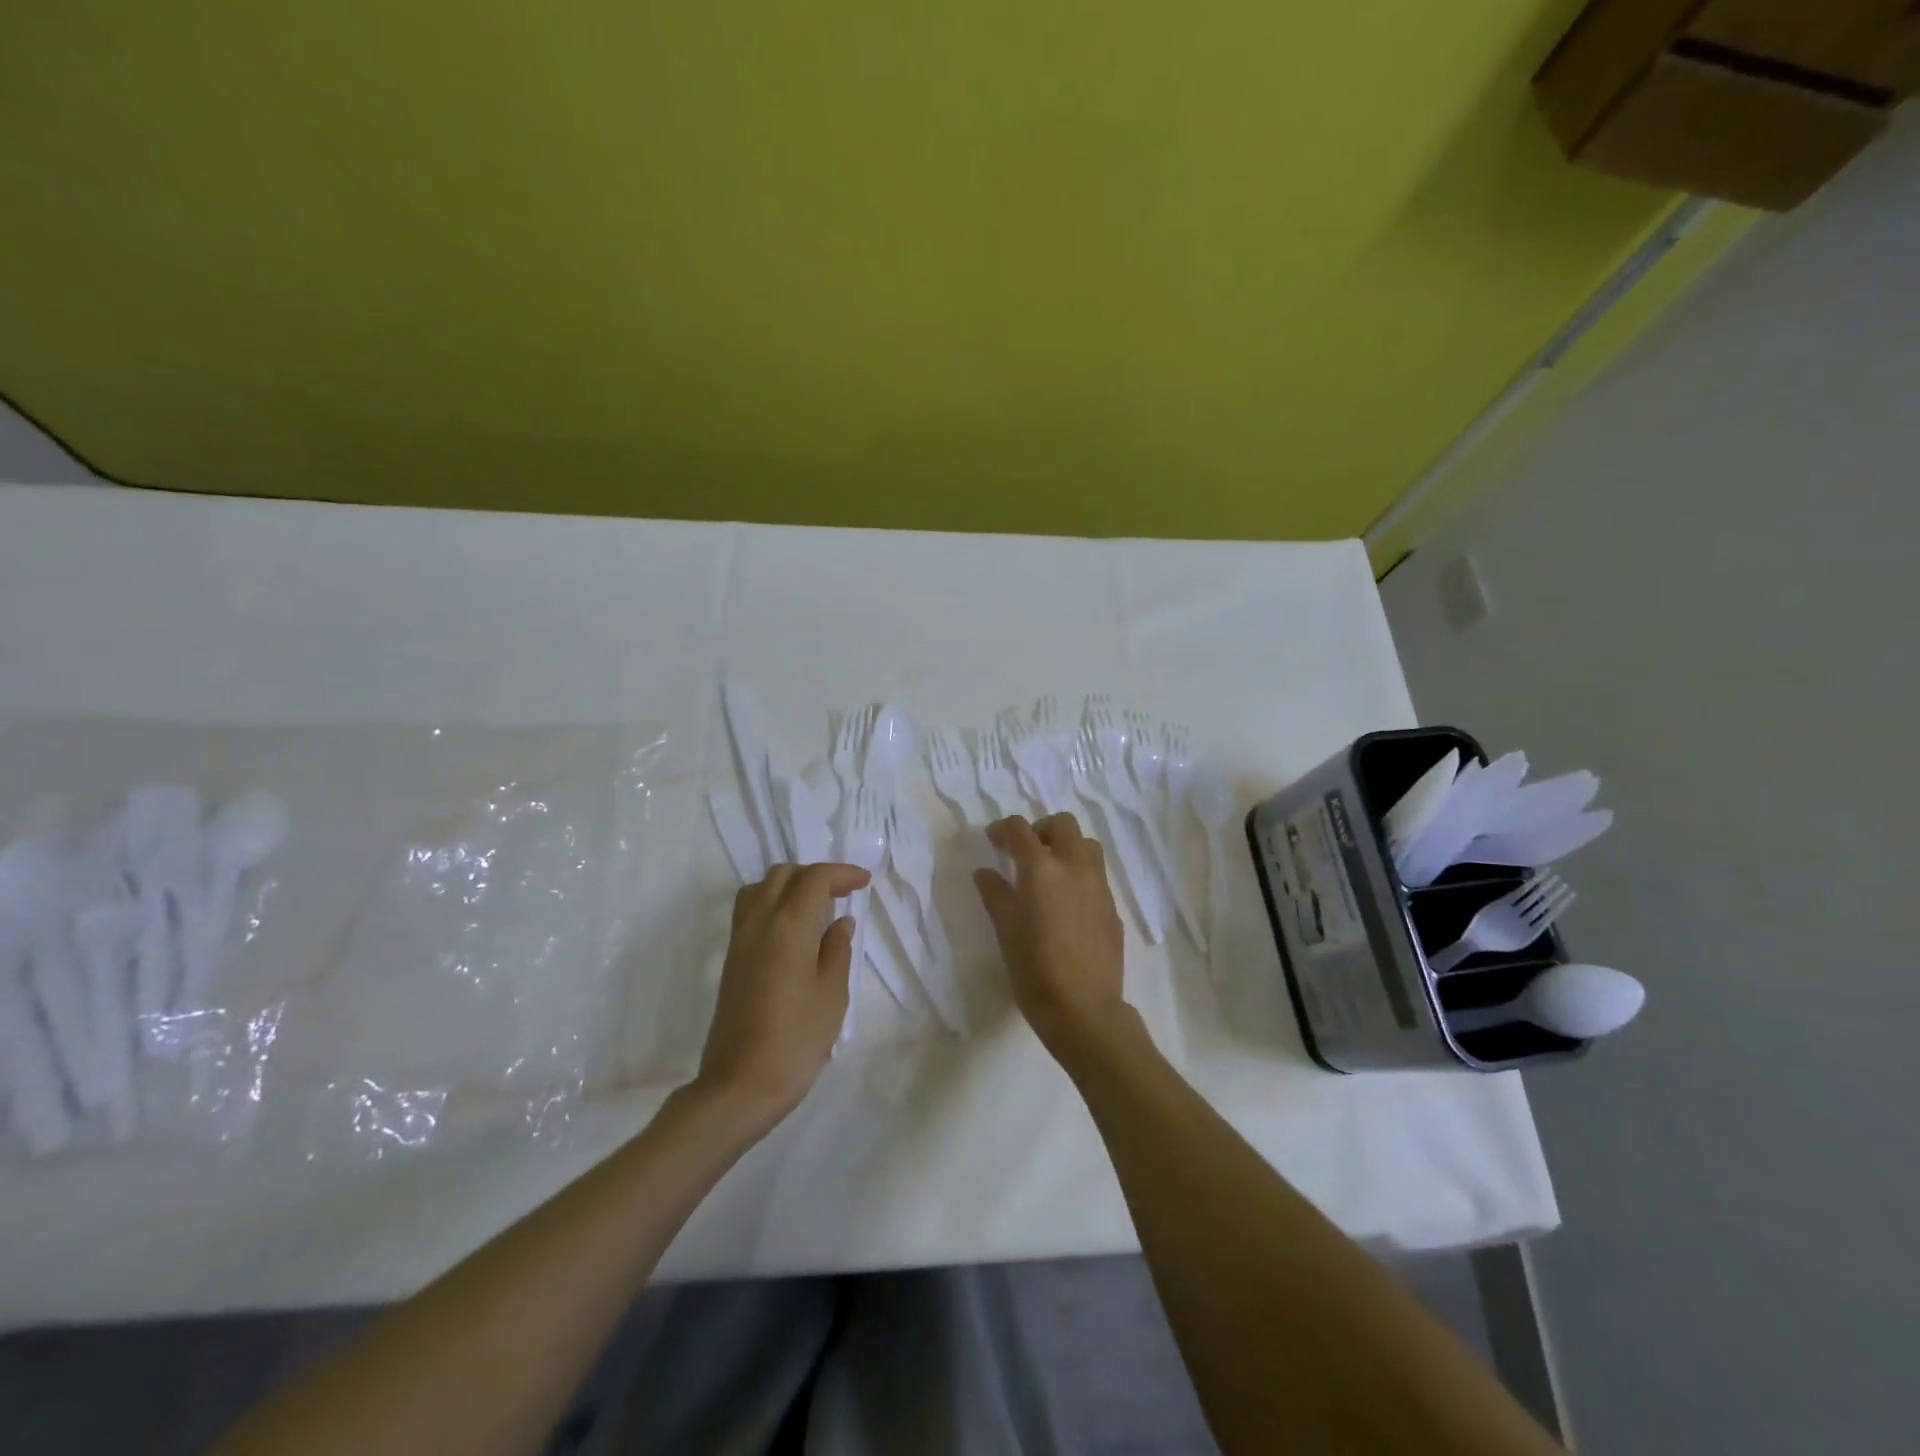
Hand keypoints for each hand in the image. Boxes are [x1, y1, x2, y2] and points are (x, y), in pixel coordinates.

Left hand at [697, 862, 869, 1122]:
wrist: (740, 1084)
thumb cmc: (796, 1039)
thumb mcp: (832, 994)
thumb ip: (837, 950)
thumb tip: (840, 922)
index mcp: (789, 926)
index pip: (815, 878)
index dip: (842, 873)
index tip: (864, 882)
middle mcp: (759, 922)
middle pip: (784, 874)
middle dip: (815, 875)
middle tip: (843, 893)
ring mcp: (739, 940)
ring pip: (761, 888)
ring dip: (790, 885)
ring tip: (816, 907)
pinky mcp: (730, 959)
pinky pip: (749, 910)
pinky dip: (773, 902)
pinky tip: (793, 930)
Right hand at [974, 813, 1130, 1057]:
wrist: (1084, 1009)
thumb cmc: (1034, 970)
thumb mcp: (1005, 931)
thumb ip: (995, 894)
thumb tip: (986, 872)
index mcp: (1042, 869)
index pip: (1020, 829)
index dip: (1003, 829)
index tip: (993, 840)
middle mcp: (1074, 867)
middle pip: (1063, 824)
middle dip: (1040, 829)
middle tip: (1024, 853)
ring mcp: (1099, 886)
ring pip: (1087, 845)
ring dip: (1066, 847)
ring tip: (1049, 873)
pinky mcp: (1113, 908)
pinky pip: (1097, 875)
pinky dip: (1080, 874)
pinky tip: (1067, 904)